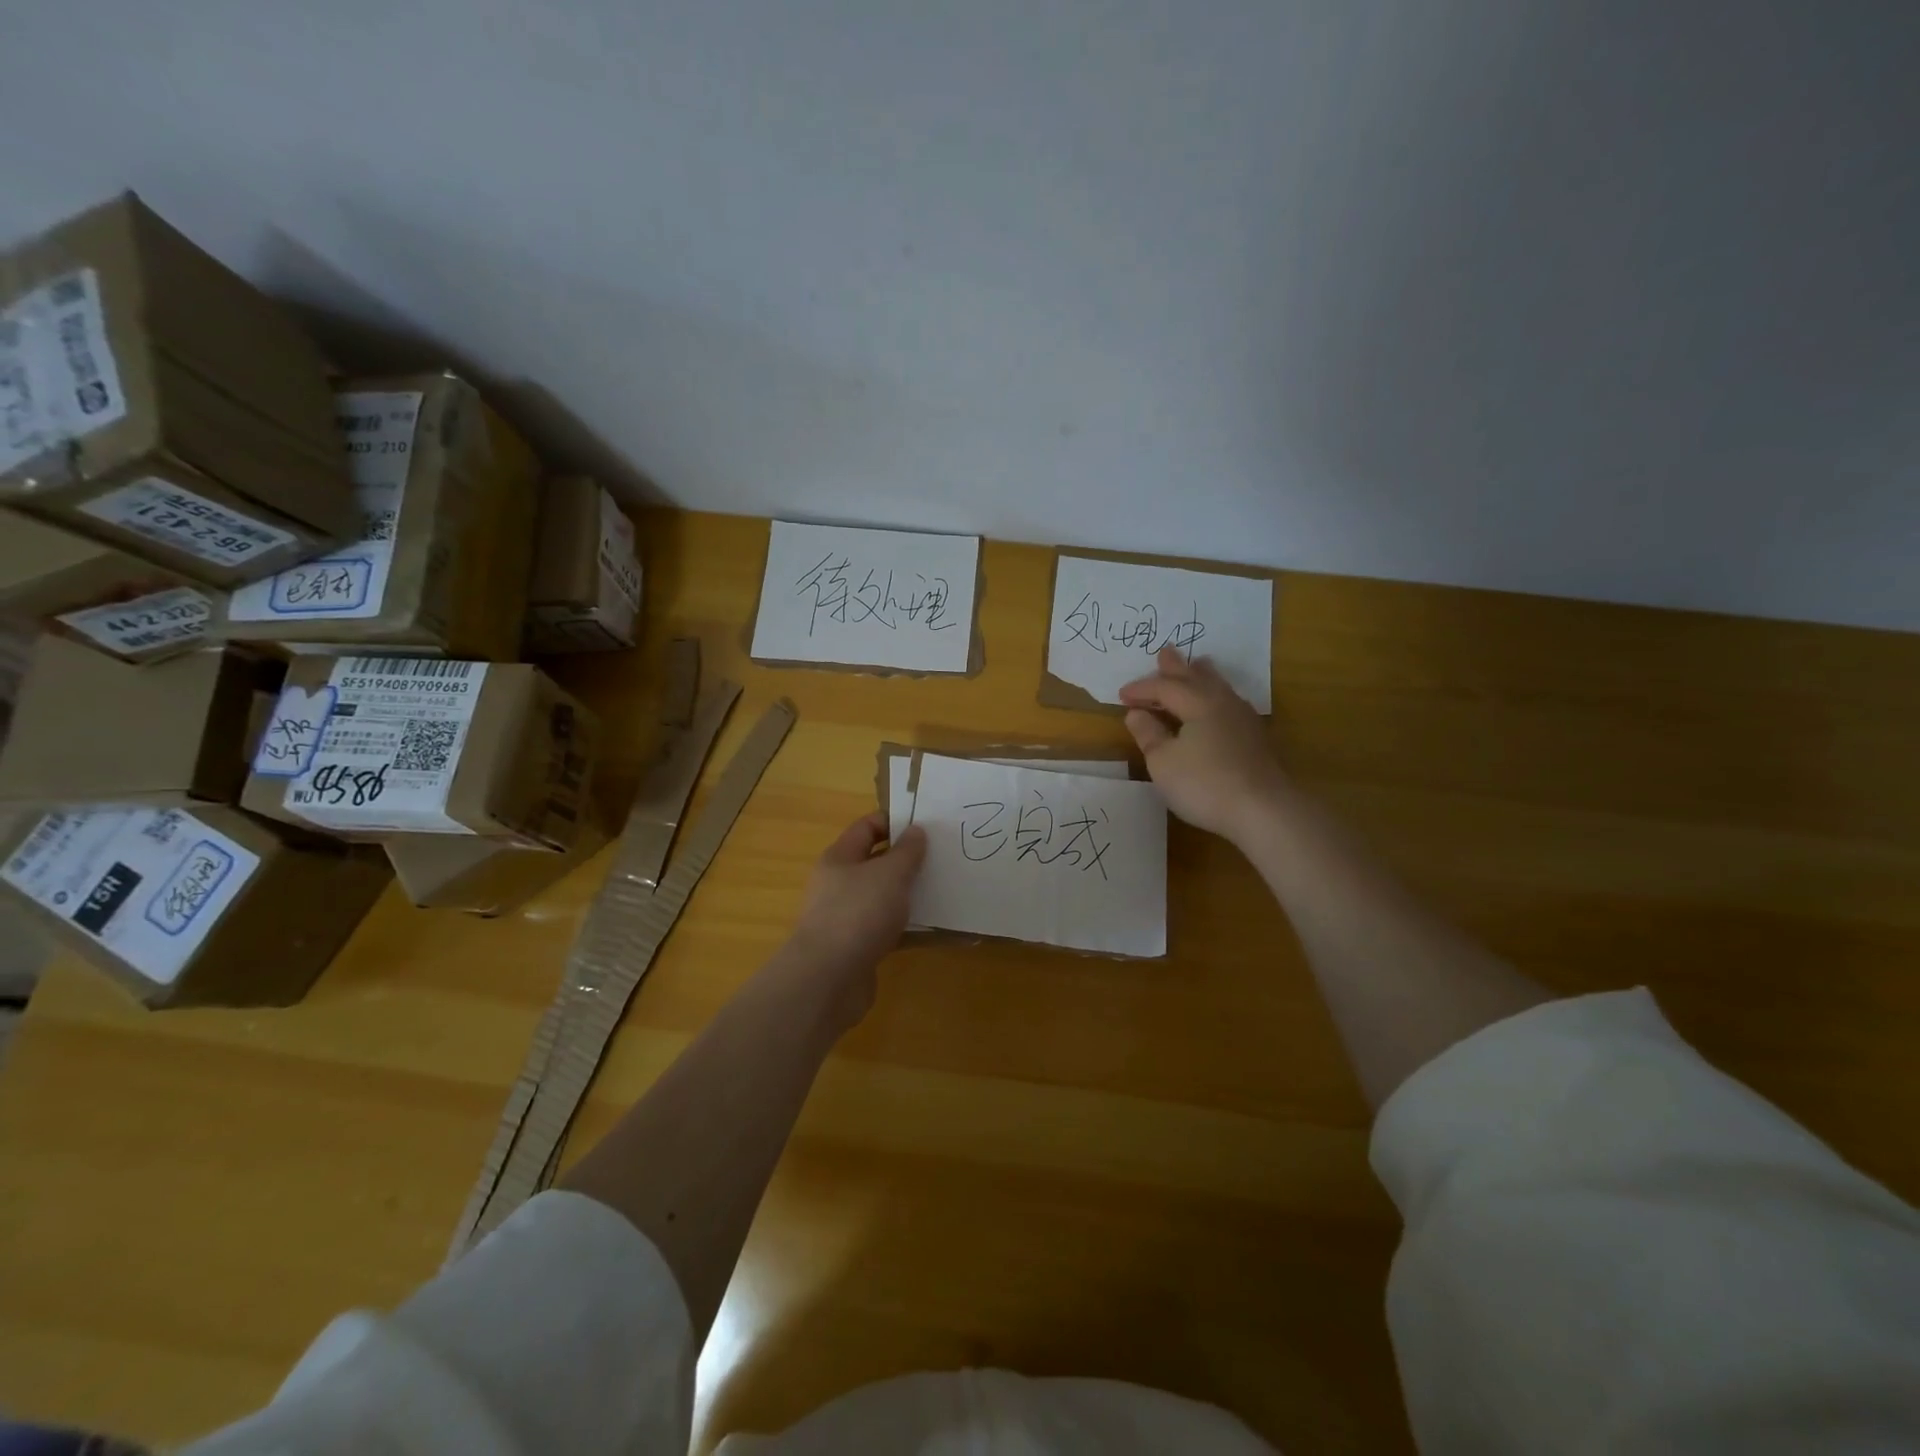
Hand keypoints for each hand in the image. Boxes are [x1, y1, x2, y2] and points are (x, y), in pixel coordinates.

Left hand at [788, 813, 927, 987]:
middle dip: (908, 860)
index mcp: (840, 858)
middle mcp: (840, 884)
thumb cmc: (858, 913)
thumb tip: (916, 830)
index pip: (867, 827)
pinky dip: (913, 929)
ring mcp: (848, 918)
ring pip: (885, 898)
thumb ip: (906, 851)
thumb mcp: (889, 874)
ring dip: (912, 895)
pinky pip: (891, 930)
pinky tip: (942, 930)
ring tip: (949, 890)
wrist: (828, 980)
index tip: (928, 824)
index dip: (895, 822)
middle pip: (877, 863)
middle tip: (944, 856)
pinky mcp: (860, 948)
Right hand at [1120, 647, 1290, 844]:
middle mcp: (1222, 703)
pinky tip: (1220, 704)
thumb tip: (1136, 713)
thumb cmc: (1204, 783)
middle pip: (1196, 678)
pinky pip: (1229, 703)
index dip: (1141, 689)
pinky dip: (1216, 695)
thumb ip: (1148, 734)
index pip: (1164, 687)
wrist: (1264, 810)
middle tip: (1165, 652)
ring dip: (1203, 676)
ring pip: (1219, 687)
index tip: (1121, 695)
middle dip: (1177, 667)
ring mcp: (1243, 720)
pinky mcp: (1255, 738)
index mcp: (1197, 703)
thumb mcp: (1163, 762)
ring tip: (1199, 665)